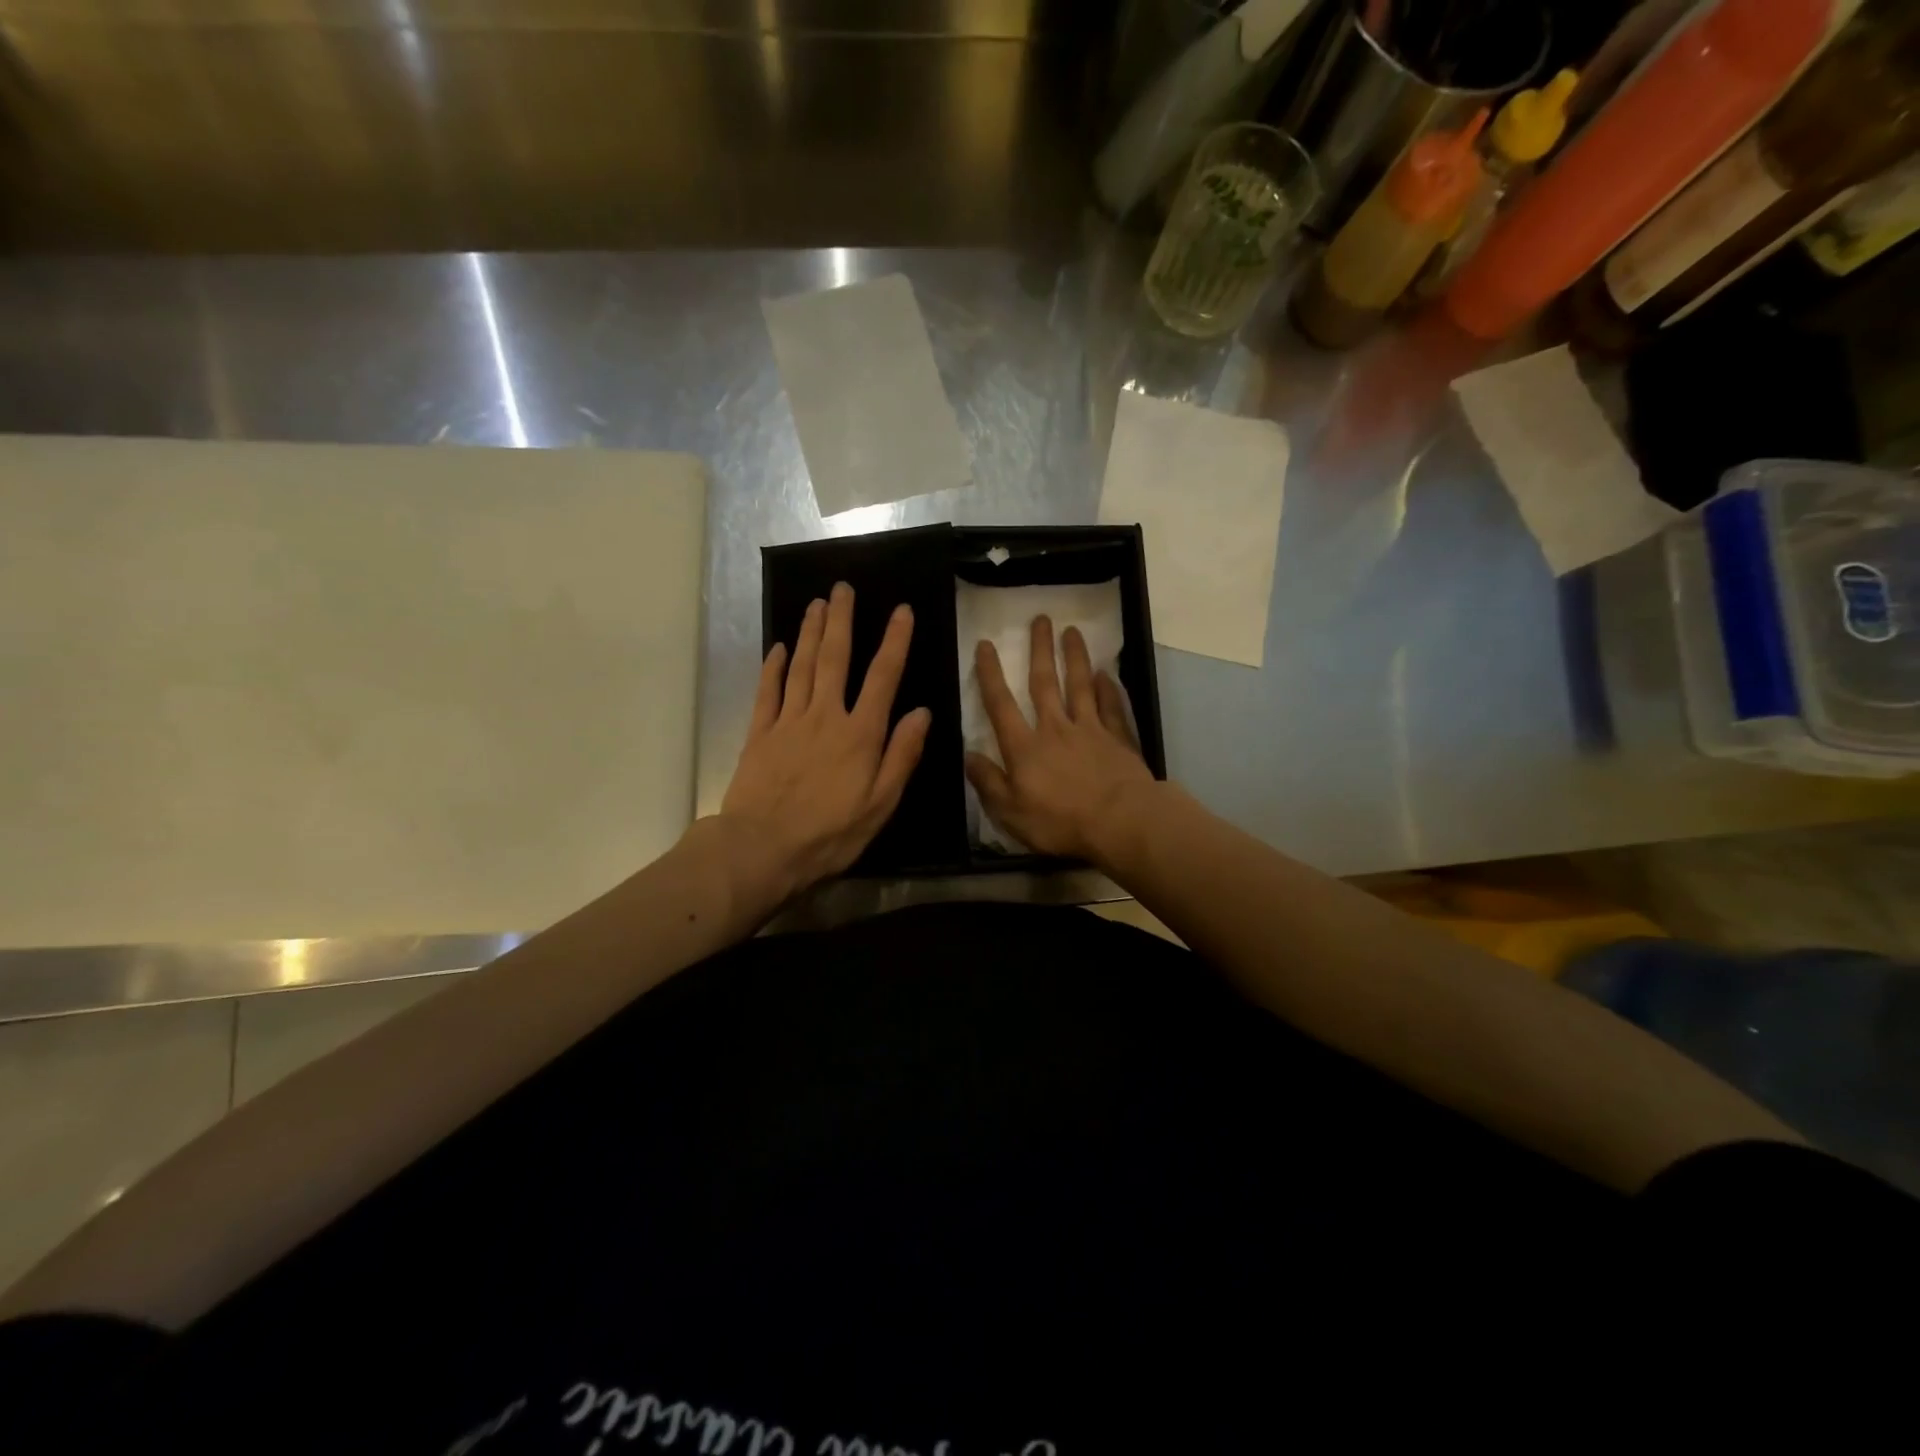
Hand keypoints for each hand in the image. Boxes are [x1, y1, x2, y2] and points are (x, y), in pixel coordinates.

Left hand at [719, 582, 931, 900]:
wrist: (762, 848)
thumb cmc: (829, 833)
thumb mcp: (880, 804)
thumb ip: (902, 756)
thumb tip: (922, 713)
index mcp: (860, 734)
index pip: (882, 678)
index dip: (894, 642)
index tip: (900, 610)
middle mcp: (825, 716)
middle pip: (834, 658)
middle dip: (841, 620)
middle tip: (842, 587)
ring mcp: (788, 722)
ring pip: (800, 666)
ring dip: (809, 632)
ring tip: (816, 603)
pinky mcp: (759, 734)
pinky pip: (768, 692)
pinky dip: (773, 667)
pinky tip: (777, 648)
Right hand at [965, 615, 1154, 863]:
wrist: (1120, 821)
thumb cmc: (1060, 821)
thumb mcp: (1010, 812)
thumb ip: (988, 782)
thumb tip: (967, 756)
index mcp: (1024, 747)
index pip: (1001, 704)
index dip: (991, 674)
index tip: (986, 645)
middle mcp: (1055, 728)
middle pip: (1044, 683)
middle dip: (1039, 650)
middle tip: (1040, 618)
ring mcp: (1090, 730)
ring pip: (1079, 685)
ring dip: (1074, 657)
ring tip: (1072, 630)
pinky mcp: (1118, 738)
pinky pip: (1111, 707)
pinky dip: (1108, 688)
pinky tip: (1105, 674)